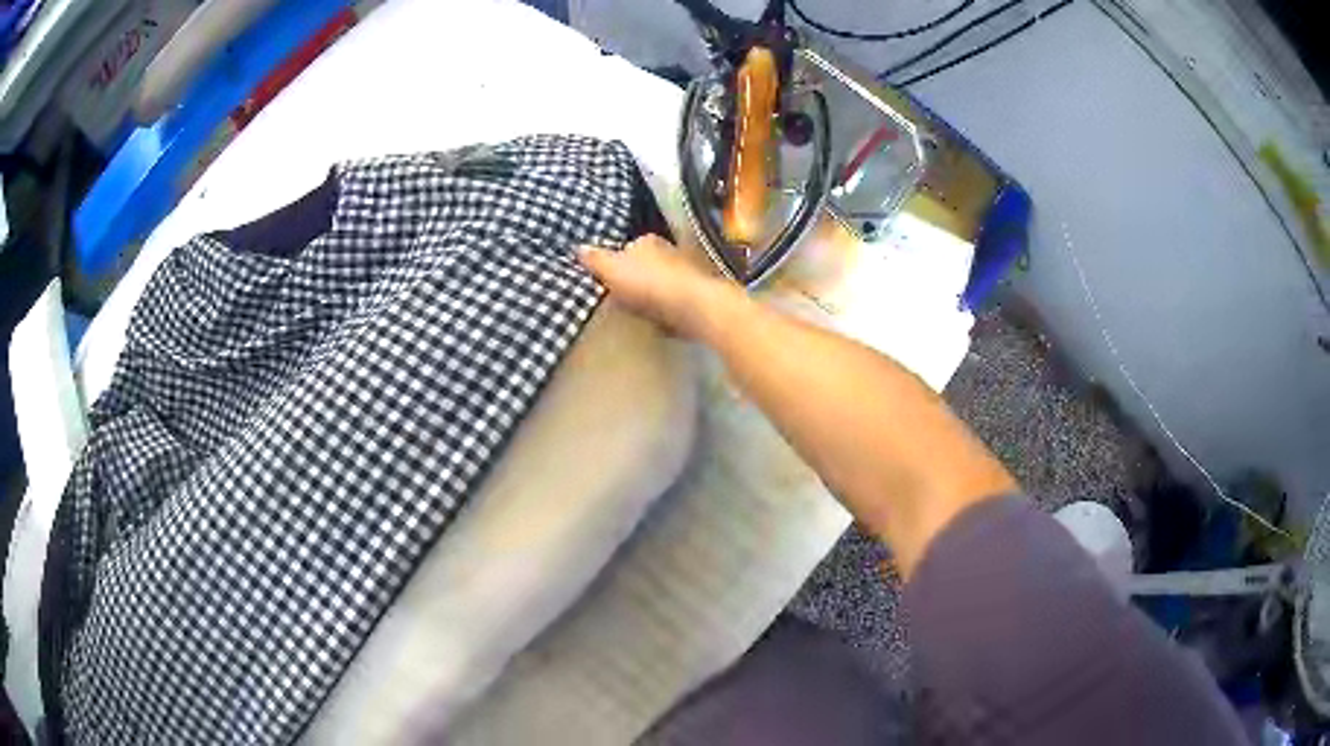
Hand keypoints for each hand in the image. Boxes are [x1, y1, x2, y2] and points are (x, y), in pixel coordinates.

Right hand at [578, 235, 733, 338]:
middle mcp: (671, 251)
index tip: (608, 278)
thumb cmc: (649, 283)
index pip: (629, 247)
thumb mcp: (612, 269)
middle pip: (648, 264)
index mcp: (648, 241)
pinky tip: (661, 321)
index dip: (617, 261)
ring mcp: (687, 273)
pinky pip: (676, 301)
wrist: (694, 307)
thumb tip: (579, 247)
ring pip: (663, 282)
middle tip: (621, 296)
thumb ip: (595, 259)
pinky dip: (668, 309)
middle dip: (638, 277)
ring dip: (654, 294)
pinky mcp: (698, 296)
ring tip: (640, 311)